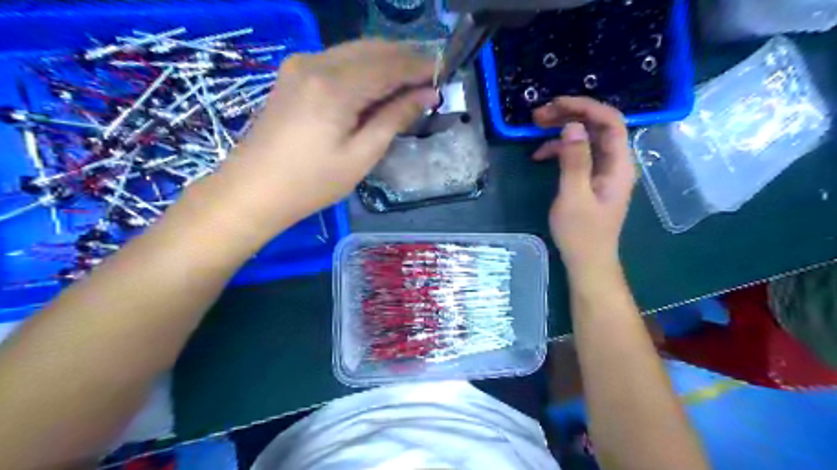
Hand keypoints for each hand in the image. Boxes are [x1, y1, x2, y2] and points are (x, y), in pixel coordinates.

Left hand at [215, 39, 438, 230]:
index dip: (420, 67)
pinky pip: (338, 60)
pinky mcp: (293, 74)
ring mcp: (300, 65)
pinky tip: (378, 83)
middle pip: (372, 49)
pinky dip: (364, 67)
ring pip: (355, 51)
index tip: (445, 74)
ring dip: (385, 61)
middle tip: (431, 76)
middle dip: (405, 59)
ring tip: (411, 80)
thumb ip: (394, 118)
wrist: (253, 190)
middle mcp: (316, 63)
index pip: (389, 65)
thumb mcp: (361, 156)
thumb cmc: (311, 183)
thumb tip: (426, 96)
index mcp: (335, 86)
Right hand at [532, 96, 637, 277]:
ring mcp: (604, 170)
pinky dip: (560, 149)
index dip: (584, 107)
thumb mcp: (574, 196)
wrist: (587, 261)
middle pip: (598, 125)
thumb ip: (574, 161)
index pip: (610, 121)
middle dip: (570, 114)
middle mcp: (616, 162)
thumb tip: (572, 126)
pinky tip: (540, 155)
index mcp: (619, 164)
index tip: (555, 105)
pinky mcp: (592, 179)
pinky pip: (579, 154)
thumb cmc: (581, 233)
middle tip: (539, 114)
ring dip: (562, 129)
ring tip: (535, 127)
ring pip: (587, 137)